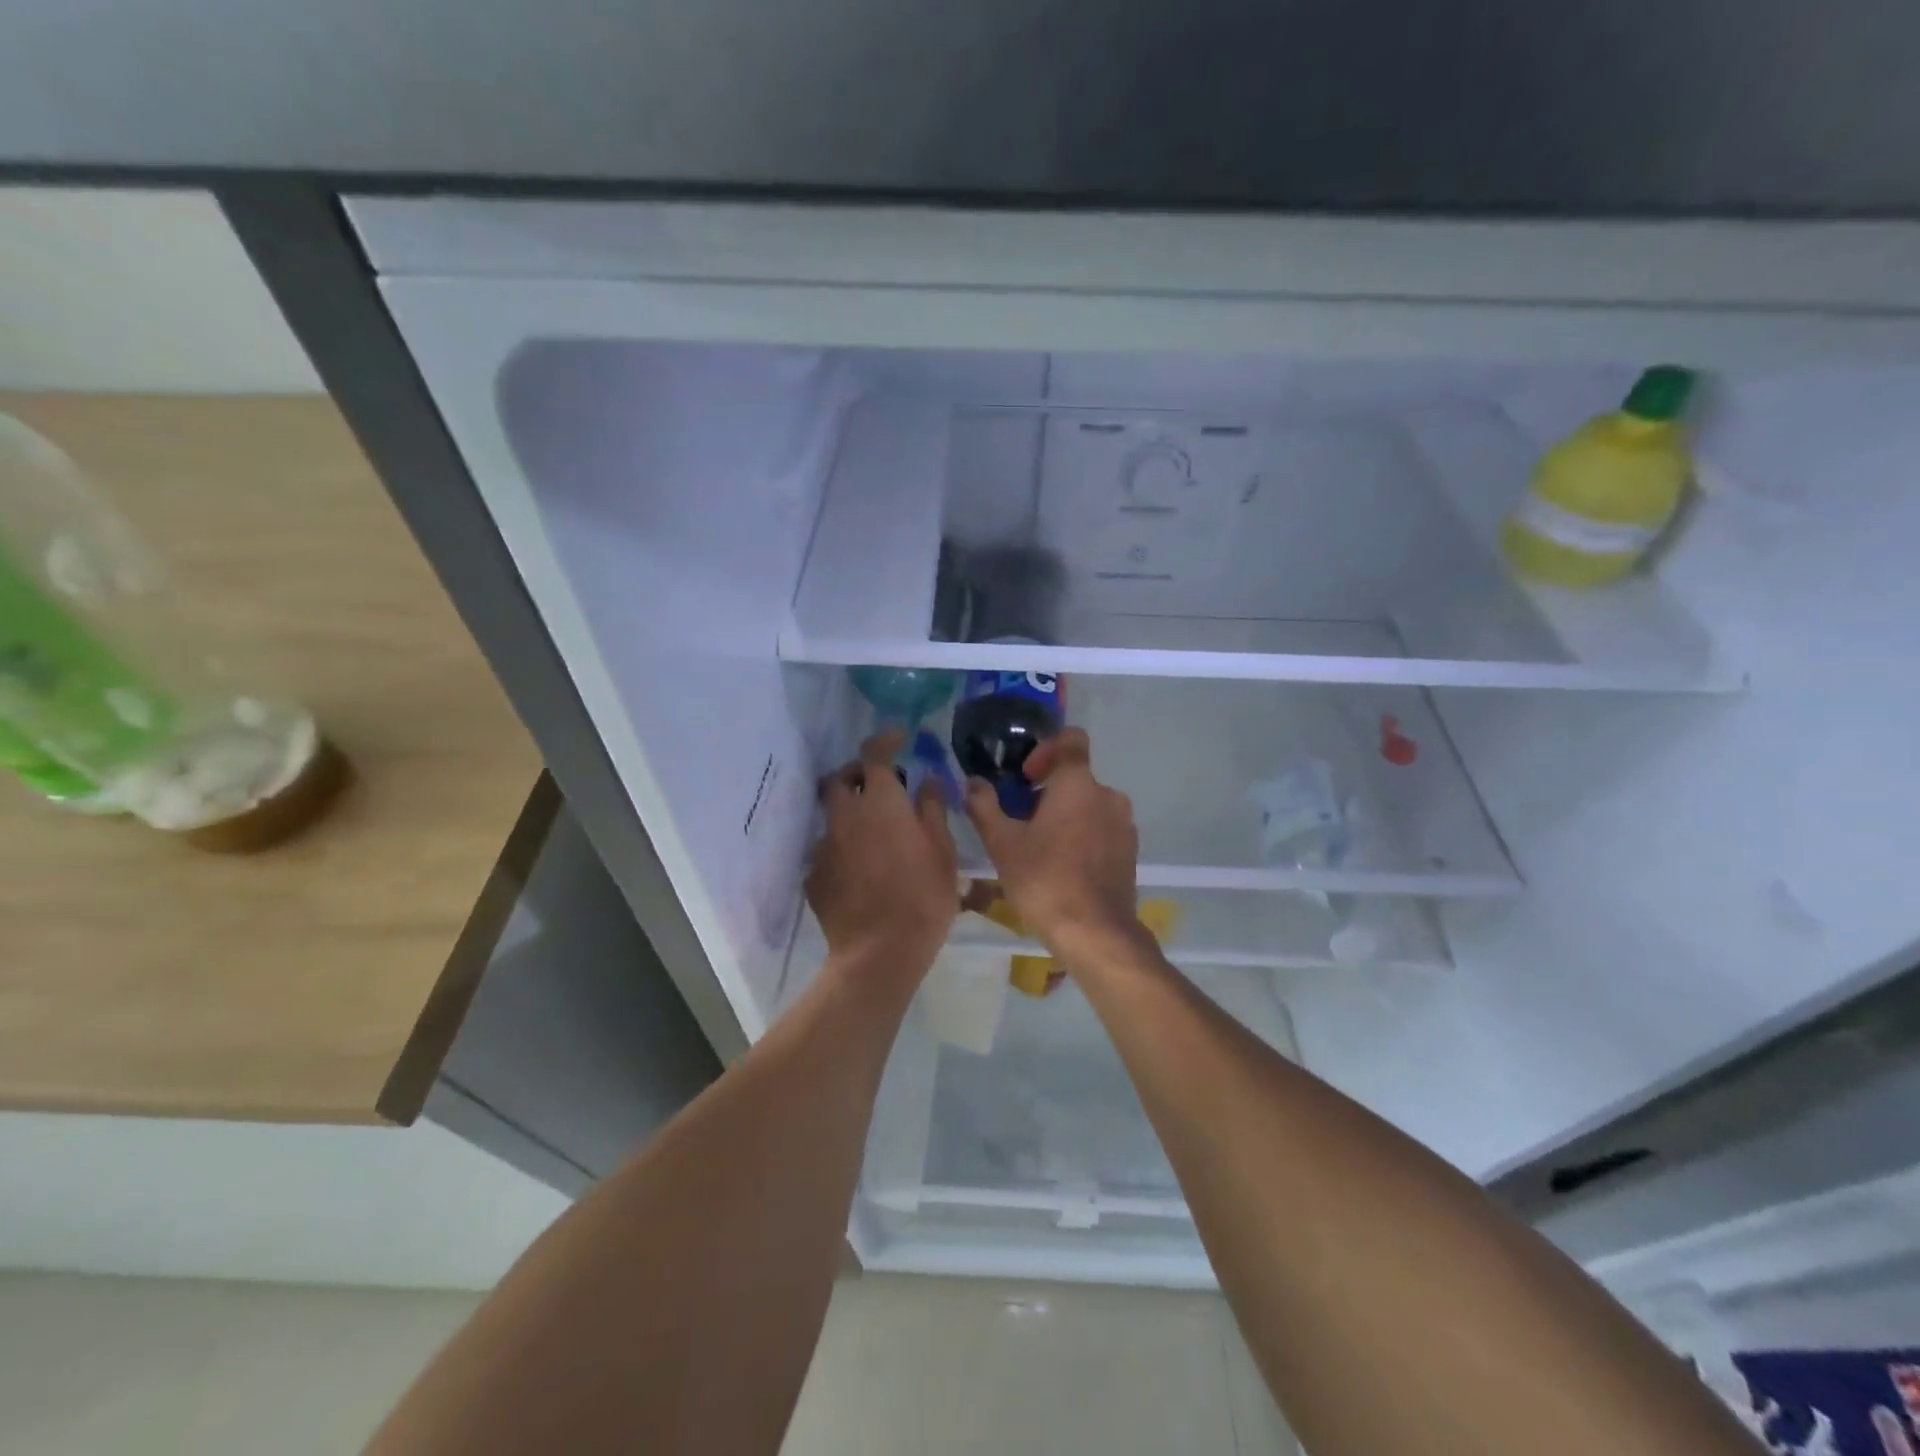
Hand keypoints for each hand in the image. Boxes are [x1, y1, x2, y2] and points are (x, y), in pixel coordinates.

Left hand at [807, 730, 958, 977]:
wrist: (879, 954)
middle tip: (882, 785)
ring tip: (876, 835)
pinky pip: (829, 849)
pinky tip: (862, 870)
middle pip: (840, 779)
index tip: (899, 738)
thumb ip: (932, 809)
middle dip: (858, 774)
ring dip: (851, 813)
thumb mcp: (943, 851)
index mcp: (880, 804)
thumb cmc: (923, 898)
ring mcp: (825, 846)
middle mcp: (845, 817)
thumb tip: (927, 780)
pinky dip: (844, 847)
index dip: (885, 740)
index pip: (874, 755)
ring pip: (833, 815)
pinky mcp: (814, 875)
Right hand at [963, 728, 1141, 957]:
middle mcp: (1107, 795)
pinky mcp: (1130, 850)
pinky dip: (1083, 836)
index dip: (1046, 749)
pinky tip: (1064, 867)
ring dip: (1065, 815)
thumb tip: (973, 783)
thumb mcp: (1002, 844)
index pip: (1071, 740)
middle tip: (1021, 821)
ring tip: (1040, 848)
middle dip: (1048, 791)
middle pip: (1076, 777)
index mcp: (1078, 784)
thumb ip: (985, 806)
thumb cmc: (1044, 880)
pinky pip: (1102, 828)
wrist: (1095, 933)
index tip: (1025, 777)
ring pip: (1089, 805)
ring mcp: (1124, 824)